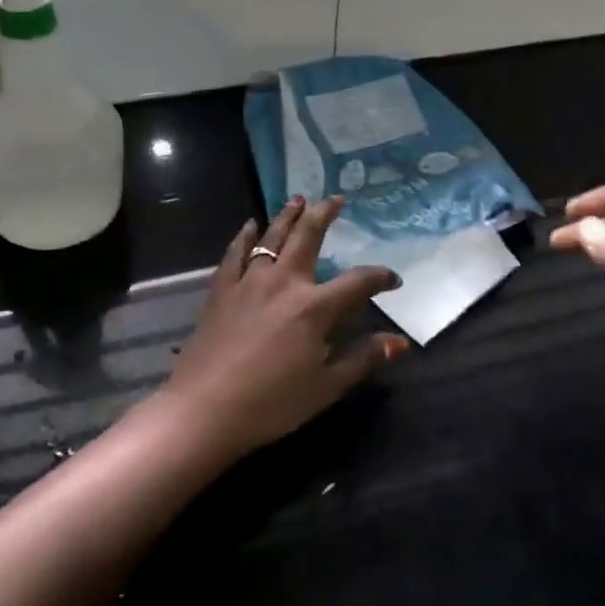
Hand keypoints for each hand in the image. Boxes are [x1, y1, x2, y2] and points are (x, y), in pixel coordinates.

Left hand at [156, 196, 409, 461]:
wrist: (205, 407)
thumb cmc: (272, 404)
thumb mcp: (326, 388)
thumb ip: (362, 359)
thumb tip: (399, 341)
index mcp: (314, 307)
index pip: (356, 282)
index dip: (379, 278)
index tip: (393, 279)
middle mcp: (284, 282)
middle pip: (308, 237)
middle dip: (325, 214)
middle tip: (336, 198)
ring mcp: (249, 281)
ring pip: (272, 236)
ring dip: (288, 215)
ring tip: (298, 198)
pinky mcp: (222, 288)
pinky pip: (236, 252)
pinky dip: (245, 236)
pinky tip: (250, 225)